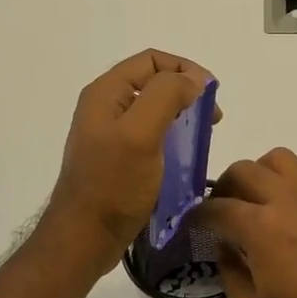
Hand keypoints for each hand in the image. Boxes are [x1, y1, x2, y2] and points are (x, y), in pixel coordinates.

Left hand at [43, 49, 216, 277]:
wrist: (84, 238)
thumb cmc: (113, 185)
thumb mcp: (141, 134)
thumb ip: (166, 96)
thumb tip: (192, 80)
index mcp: (106, 93)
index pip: (152, 60)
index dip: (185, 69)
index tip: (211, 95)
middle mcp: (105, 106)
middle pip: (154, 81)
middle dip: (186, 92)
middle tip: (211, 118)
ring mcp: (110, 132)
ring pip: (154, 108)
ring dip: (182, 114)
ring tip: (202, 135)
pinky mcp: (117, 156)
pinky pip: (150, 133)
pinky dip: (172, 135)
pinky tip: (185, 154)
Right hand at [198, 148, 296, 297]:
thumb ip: (230, 274)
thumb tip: (225, 247)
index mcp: (258, 226)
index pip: (215, 209)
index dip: (197, 218)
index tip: (193, 228)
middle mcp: (286, 199)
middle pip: (243, 170)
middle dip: (225, 189)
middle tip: (224, 215)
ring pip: (282, 158)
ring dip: (264, 172)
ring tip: (262, 200)